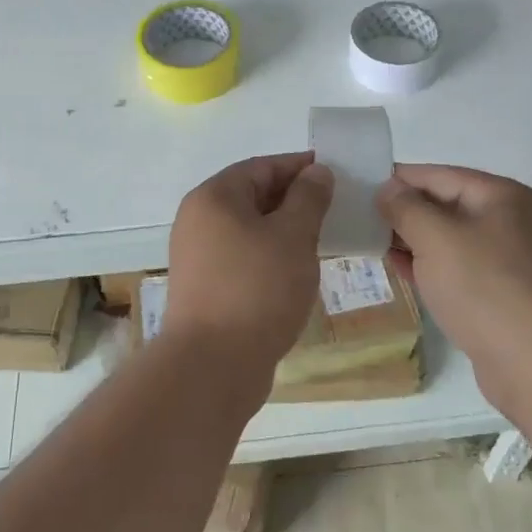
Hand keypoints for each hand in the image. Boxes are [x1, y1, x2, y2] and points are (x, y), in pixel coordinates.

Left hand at [162, 152, 334, 373]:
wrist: (212, 365)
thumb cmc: (257, 289)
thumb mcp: (293, 236)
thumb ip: (308, 198)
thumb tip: (317, 171)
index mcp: (214, 197)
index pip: (262, 167)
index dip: (300, 166)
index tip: (334, 173)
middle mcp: (198, 220)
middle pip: (252, 196)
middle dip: (294, 199)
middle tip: (334, 208)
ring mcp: (197, 256)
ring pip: (248, 229)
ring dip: (283, 230)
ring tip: (321, 239)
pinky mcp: (204, 287)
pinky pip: (242, 257)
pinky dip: (269, 256)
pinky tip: (296, 271)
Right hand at [378, 164, 531, 407]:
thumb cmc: (486, 289)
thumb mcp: (436, 239)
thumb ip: (405, 208)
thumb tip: (388, 189)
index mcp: (500, 196)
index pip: (437, 175)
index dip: (397, 180)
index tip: (357, 189)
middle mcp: (509, 221)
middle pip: (445, 205)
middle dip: (403, 213)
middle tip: (357, 221)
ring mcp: (509, 261)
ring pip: (450, 241)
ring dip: (413, 242)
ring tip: (370, 246)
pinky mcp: (503, 296)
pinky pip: (459, 271)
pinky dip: (430, 268)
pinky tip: (401, 273)